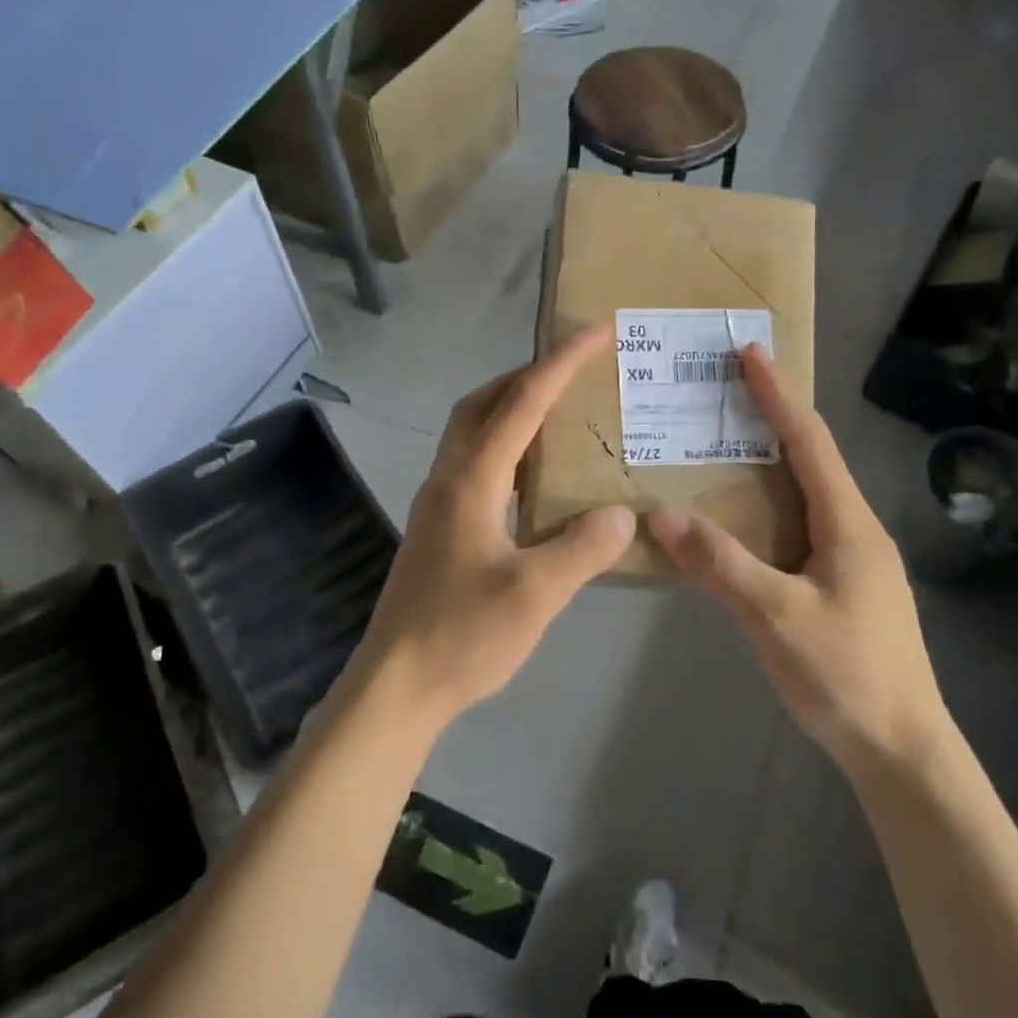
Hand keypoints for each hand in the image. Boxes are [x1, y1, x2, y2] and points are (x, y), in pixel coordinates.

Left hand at [355, 327, 635, 722]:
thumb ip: (582, 547)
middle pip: (483, 405)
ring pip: (474, 434)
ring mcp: (438, 504)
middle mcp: (448, 480)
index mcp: (470, 481)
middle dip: (527, 376)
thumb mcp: (535, 594)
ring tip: (560, 416)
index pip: (521, 404)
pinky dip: (507, 451)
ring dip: (513, 411)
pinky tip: (535, 479)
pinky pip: (476, 467)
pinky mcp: (439, 529)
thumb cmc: (462, 635)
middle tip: (573, 371)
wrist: (397, 685)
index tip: (596, 333)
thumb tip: (621, 513)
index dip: (560, 364)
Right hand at [647, 346, 950, 773]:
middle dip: (773, 419)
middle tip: (727, 393)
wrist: (902, 750)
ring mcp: (854, 561)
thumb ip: (720, 564)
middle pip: (812, 459)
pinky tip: (743, 521)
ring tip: (726, 447)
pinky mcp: (845, 587)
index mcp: (848, 524)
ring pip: (807, 495)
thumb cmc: (845, 676)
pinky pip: (801, 527)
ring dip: (771, 463)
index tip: (750, 353)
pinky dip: (769, 506)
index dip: (778, 395)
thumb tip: (661, 514)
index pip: (810, 442)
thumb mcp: (775, 617)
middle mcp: (856, 530)